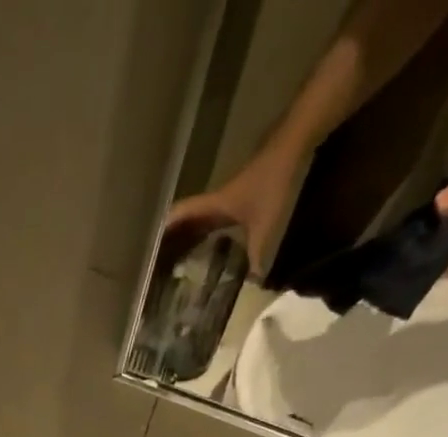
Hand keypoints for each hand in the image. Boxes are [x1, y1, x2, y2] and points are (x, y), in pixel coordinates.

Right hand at [165, 142, 306, 273]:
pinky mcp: (246, 197)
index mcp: (214, 206)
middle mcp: (217, 201)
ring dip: (190, 237)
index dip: (163, 232)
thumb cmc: (275, 182)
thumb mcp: (266, 226)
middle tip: (160, 264)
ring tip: (181, 260)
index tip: (148, 251)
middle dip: (173, 240)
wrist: (299, 140)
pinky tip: (216, 247)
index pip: (180, 216)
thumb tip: (253, 284)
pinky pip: (220, 219)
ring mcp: (232, 197)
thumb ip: (258, 257)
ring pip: (203, 220)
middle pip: (188, 221)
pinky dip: (211, 233)